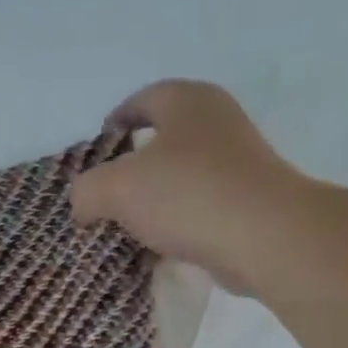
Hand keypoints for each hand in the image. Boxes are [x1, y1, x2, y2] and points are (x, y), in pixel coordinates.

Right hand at [71, 79, 313, 296]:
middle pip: (162, 139)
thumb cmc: (187, 194)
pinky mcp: (246, 200)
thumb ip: (86, 191)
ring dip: (154, 199)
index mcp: (187, 101)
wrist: (263, 236)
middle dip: (131, 166)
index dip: (114, 122)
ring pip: (180, 176)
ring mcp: (236, 162)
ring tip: (126, 227)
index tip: (96, 150)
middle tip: (104, 195)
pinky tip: (158, 248)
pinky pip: (198, 207)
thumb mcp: (115, 189)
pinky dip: (176, 223)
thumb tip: (84, 205)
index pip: (142, 100)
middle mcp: (216, 121)